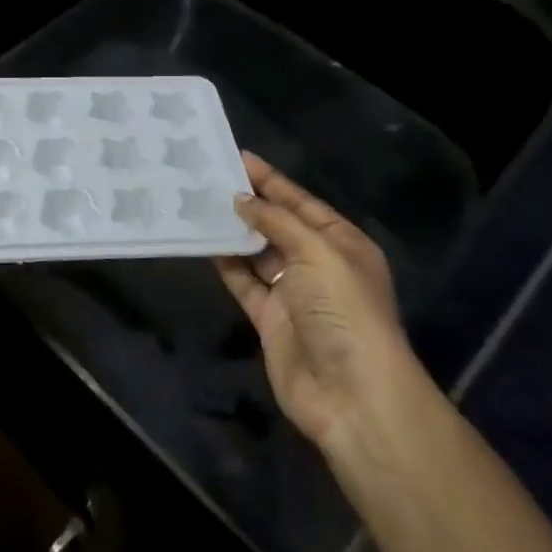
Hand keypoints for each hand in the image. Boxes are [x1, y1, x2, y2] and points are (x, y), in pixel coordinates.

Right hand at [214, 152, 415, 451]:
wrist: (352, 394)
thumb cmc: (344, 311)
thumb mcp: (318, 253)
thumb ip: (278, 222)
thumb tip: (242, 200)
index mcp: (342, 244)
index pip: (301, 203)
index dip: (271, 181)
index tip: (237, 157)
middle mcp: (318, 265)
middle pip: (278, 226)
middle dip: (249, 204)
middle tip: (209, 178)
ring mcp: (293, 293)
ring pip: (257, 252)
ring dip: (233, 232)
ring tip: (198, 204)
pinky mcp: (269, 318)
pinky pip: (244, 282)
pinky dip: (226, 263)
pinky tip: (203, 242)